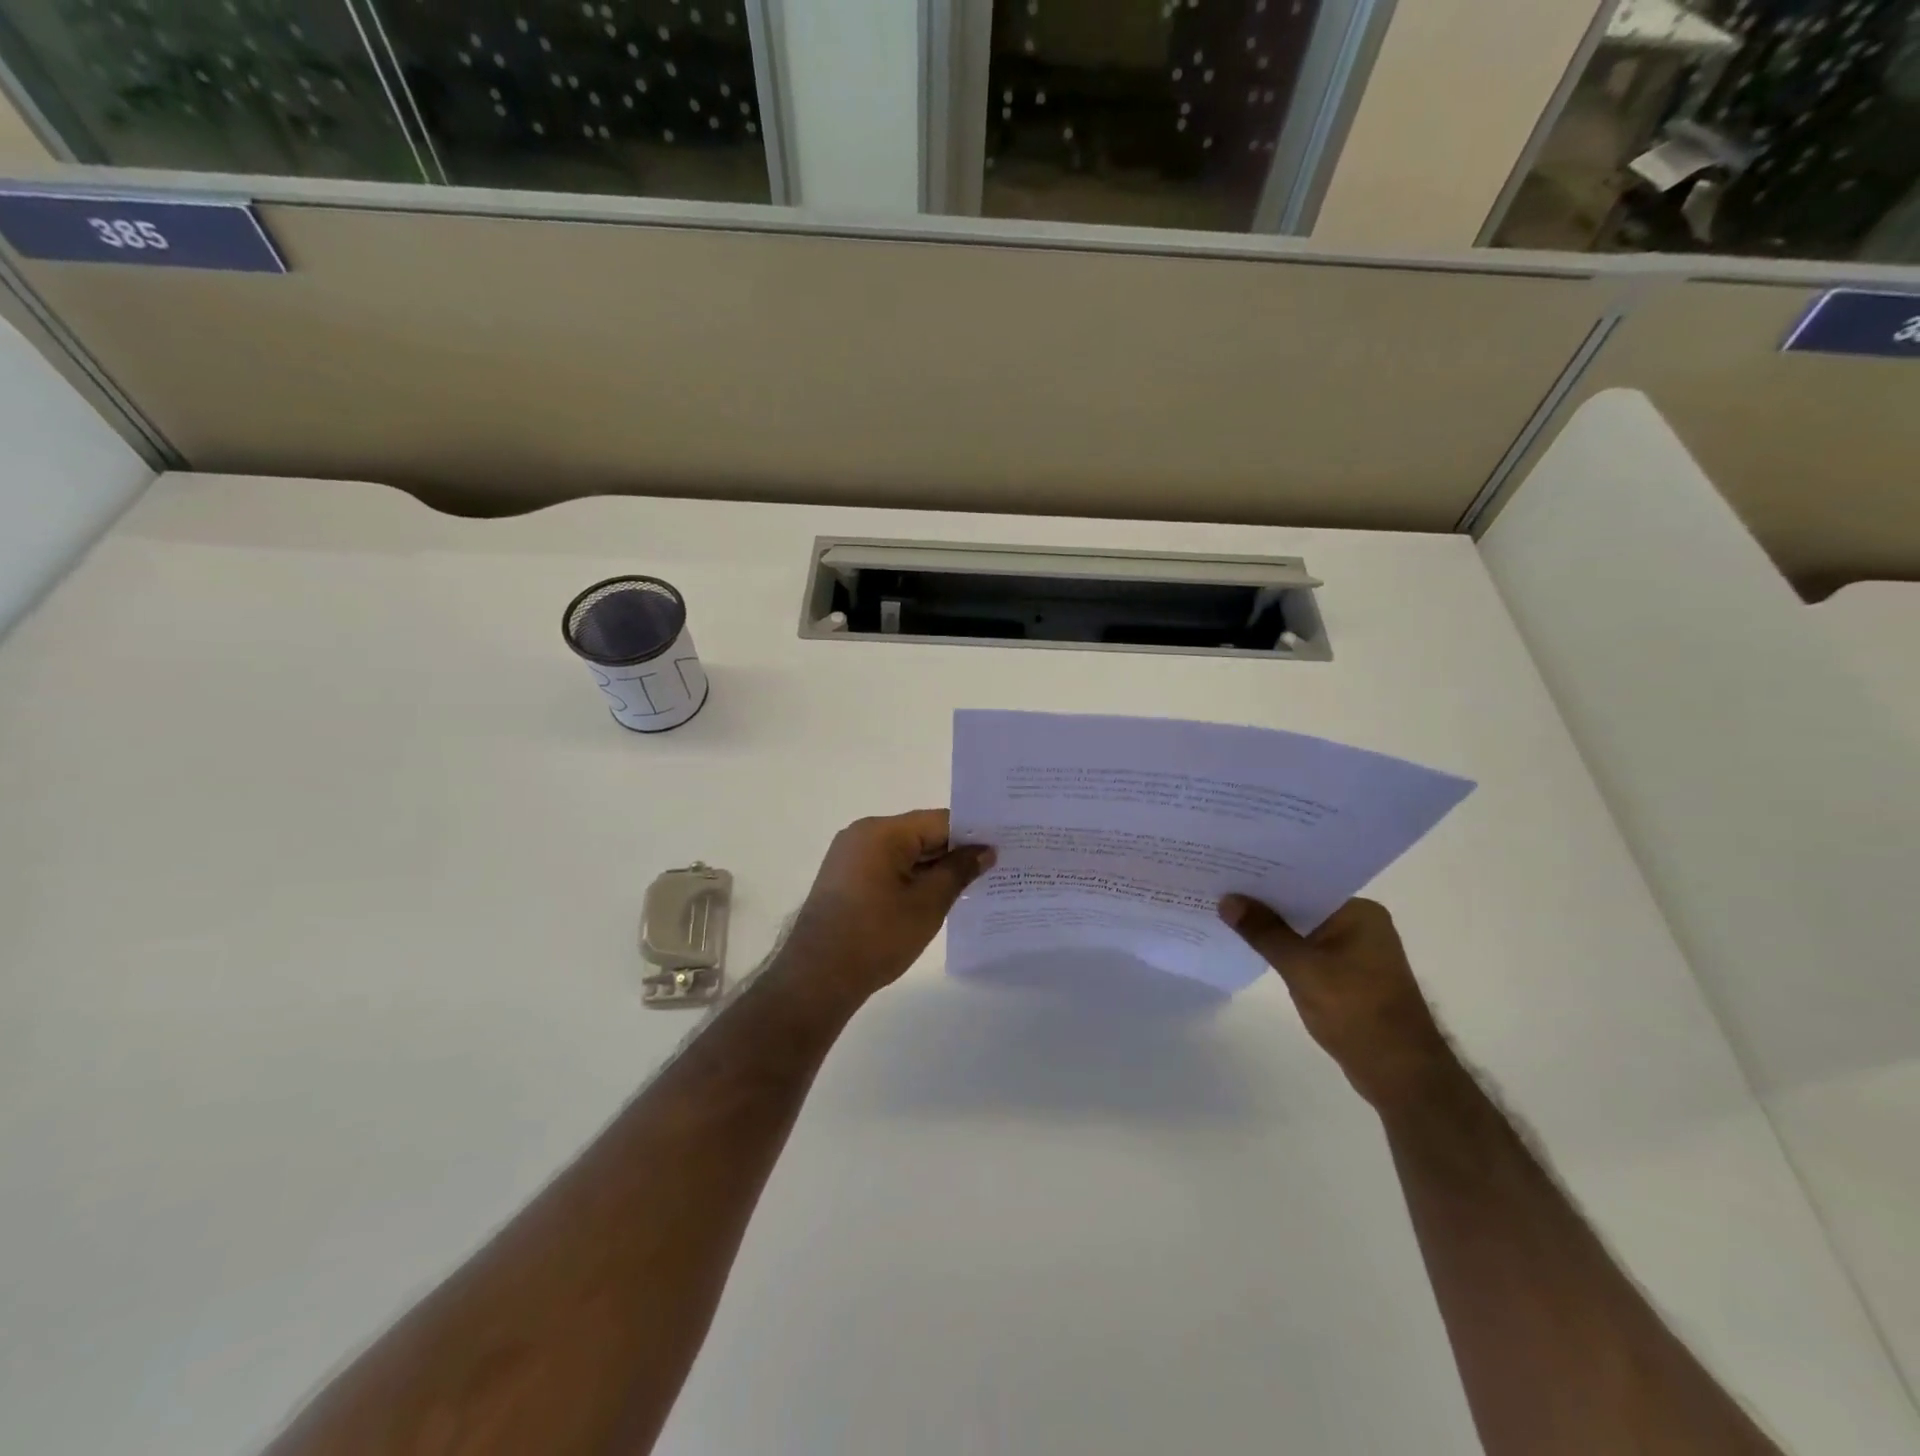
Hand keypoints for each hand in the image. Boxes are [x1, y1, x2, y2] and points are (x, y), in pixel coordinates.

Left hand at [782, 810, 993, 1007]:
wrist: (817, 978)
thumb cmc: (877, 936)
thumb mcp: (928, 903)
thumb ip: (959, 871)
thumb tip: (985, 851)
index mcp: (882, 832)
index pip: (939, 821)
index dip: (972, 836)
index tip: (1001, 849)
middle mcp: (862, 835)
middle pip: (920, 834)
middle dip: (954, 853)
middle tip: (993, 869)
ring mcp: (849, 857)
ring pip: (904, 853)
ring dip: (933, 869)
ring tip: (970, 887)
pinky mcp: (844, 880)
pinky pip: (887, 868)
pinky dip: (911, 879)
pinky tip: (934, 899)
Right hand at [1220, 895, 1456, 1110]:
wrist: (1400, 1074)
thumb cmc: (1356, 1012)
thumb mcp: (1302, 968)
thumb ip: (1264, 932)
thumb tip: (1227, 899)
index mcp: (1359, 912)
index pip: (1304, 883)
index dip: (1264, 878)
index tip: (1227, 870)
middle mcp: (1361, 924)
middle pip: (1301, 905)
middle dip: (1263, 902)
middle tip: (1217, 888)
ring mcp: (1356, 951)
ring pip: (1302, 929)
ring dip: (1271, 927)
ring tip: (1225, 913)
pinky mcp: (1348, 975)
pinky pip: (1308, 950)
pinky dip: (1283, 949)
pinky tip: (1251, 946)